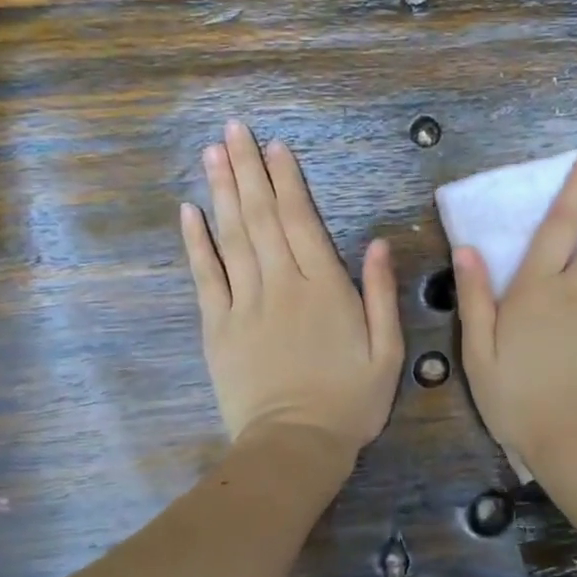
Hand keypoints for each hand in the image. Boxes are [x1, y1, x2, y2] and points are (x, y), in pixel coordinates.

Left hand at [181, 120, 403, 452]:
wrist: (295, 447)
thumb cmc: (350, 401)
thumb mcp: (387, 351)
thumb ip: (381, 294)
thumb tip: (378, 243)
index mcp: (323, 287)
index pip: (301, 220)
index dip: (287, 180)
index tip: (274, 146)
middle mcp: (281, 284)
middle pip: (261, 217)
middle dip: (247, 170)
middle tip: (232, 129)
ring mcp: (244, 304)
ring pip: (231, 236)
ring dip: (221, 192)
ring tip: (211, 153)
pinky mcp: (218, 327)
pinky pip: (205, 276)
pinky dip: (195, 242)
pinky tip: (189, 211)